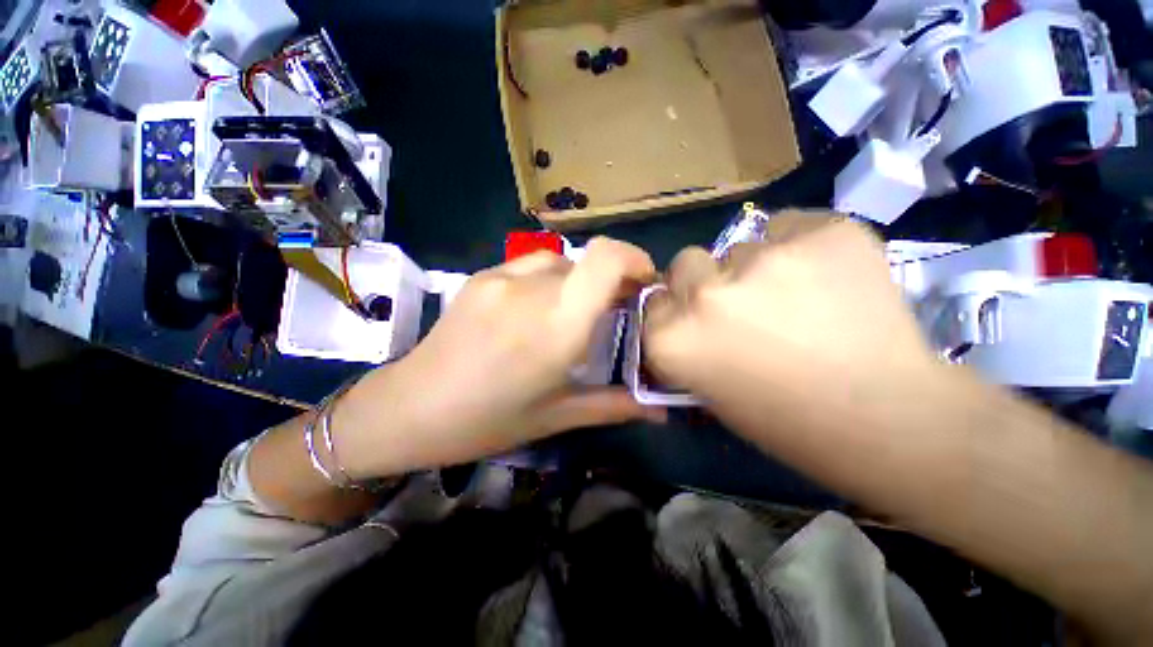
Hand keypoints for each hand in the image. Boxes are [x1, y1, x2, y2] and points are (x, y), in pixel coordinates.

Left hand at [334, 237, 664, 478]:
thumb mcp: (557, 416)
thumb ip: (615, 405)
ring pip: (561, 261)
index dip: (634, 259)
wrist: (410, 408)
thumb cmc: (488, 421)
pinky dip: (548, 281)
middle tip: (611, 311)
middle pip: (588, 262)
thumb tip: (662, 410)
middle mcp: (531, 290)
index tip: (644, 283)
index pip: (606, 259)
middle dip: (609, 281)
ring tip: (570, 313)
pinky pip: (530, 266)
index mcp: (556, 326)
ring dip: (578, 282)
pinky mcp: (480, 276)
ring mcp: (501, 278)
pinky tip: (534, 311)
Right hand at [643, 211, 941, 438]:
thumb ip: (684, 344)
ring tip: (795, 299)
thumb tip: (683, 314)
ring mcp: (763, 259)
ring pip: (739, 247)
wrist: (888, 419)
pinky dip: (798, 247)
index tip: (697, 321)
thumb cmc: (787, 420)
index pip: (654, 303)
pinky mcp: (823, 233)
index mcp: (672, 339)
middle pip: (684, 264)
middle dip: (703, 281)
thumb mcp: (708, 389)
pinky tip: (824, 277)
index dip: (676, 311)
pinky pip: (789, 226)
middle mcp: (704, 294)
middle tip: (739, 304)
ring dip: (755, 270)